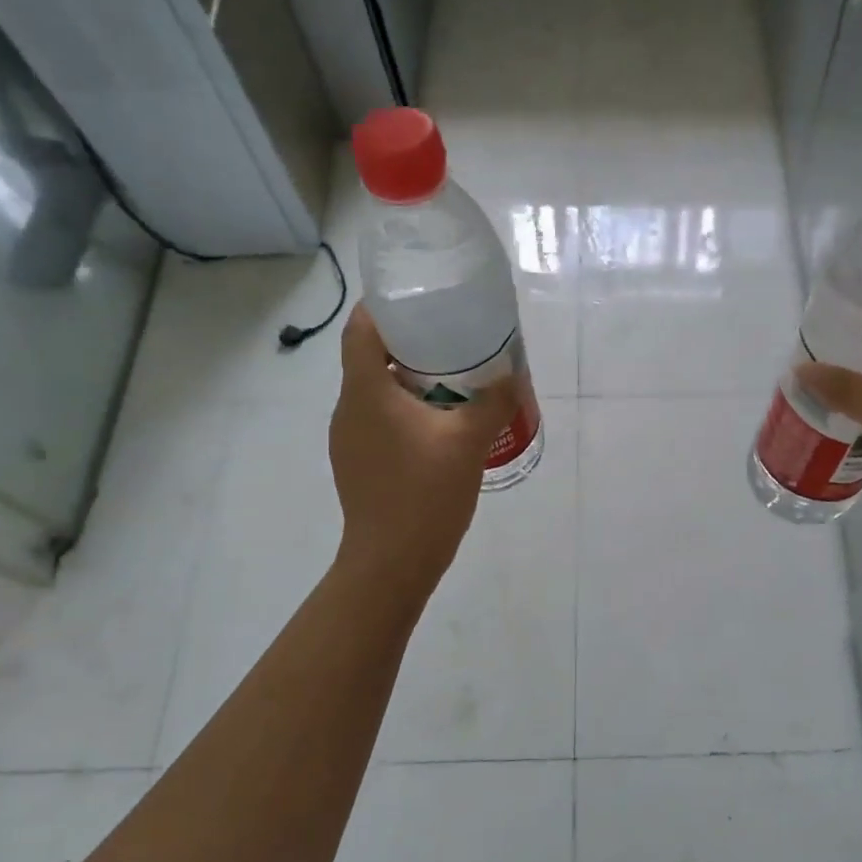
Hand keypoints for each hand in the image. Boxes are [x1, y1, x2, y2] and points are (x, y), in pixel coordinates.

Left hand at [329, 304, 516, 596]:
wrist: (391, 563)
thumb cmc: (425, 494)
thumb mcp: (469, 442)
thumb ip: (493, 401)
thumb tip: (512, 374)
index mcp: (367, 392)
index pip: (362, 329)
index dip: (385, 307)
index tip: (421, 299)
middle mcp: (349, 409)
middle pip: (371, 358)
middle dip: (410, 343)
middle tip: (454, 339)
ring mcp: (350, 439)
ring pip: (377, 391)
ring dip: (411, 379)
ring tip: (455, 380)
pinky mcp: (359, 463)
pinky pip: (381, 420)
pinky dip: (407, 410)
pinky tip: (441, 426)